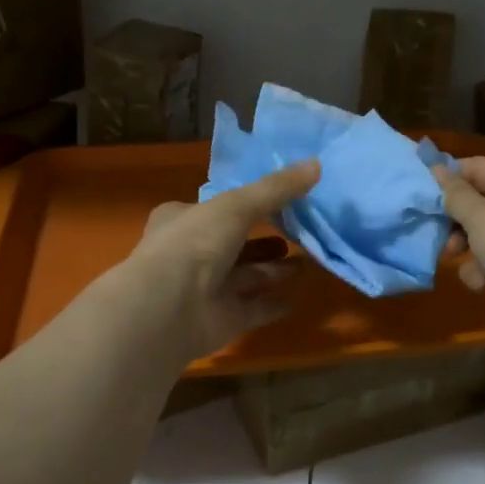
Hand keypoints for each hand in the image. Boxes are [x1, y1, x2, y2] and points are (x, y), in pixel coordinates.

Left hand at [128, 160, 320, 360]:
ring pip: (246, 276)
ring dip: (274, 270)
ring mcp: (206, 289)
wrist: (167, 308)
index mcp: (183, 219)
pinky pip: (253, 309)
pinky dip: (273, 304)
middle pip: (234, 243)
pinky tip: (297, 299)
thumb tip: (316, 164)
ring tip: (306, 263)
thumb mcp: (237, 204)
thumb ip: (276, 188)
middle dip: (264, 240)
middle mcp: (192, 253)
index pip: (214, 208)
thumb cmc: (194, 243)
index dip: (242, 203)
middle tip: (299, 232)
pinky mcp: (221, 319)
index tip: (278, 199)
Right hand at [435, 157, 484, 355]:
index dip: (452, 175)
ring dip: (467, 247)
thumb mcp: (480, 216)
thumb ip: (455, 194)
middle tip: (435, 228)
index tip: (422, 188)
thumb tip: (437, 169)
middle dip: (457, 217)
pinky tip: (480, 283)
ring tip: (454, 258)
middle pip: (483, 202)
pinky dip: (483, 271)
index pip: (483, 167)